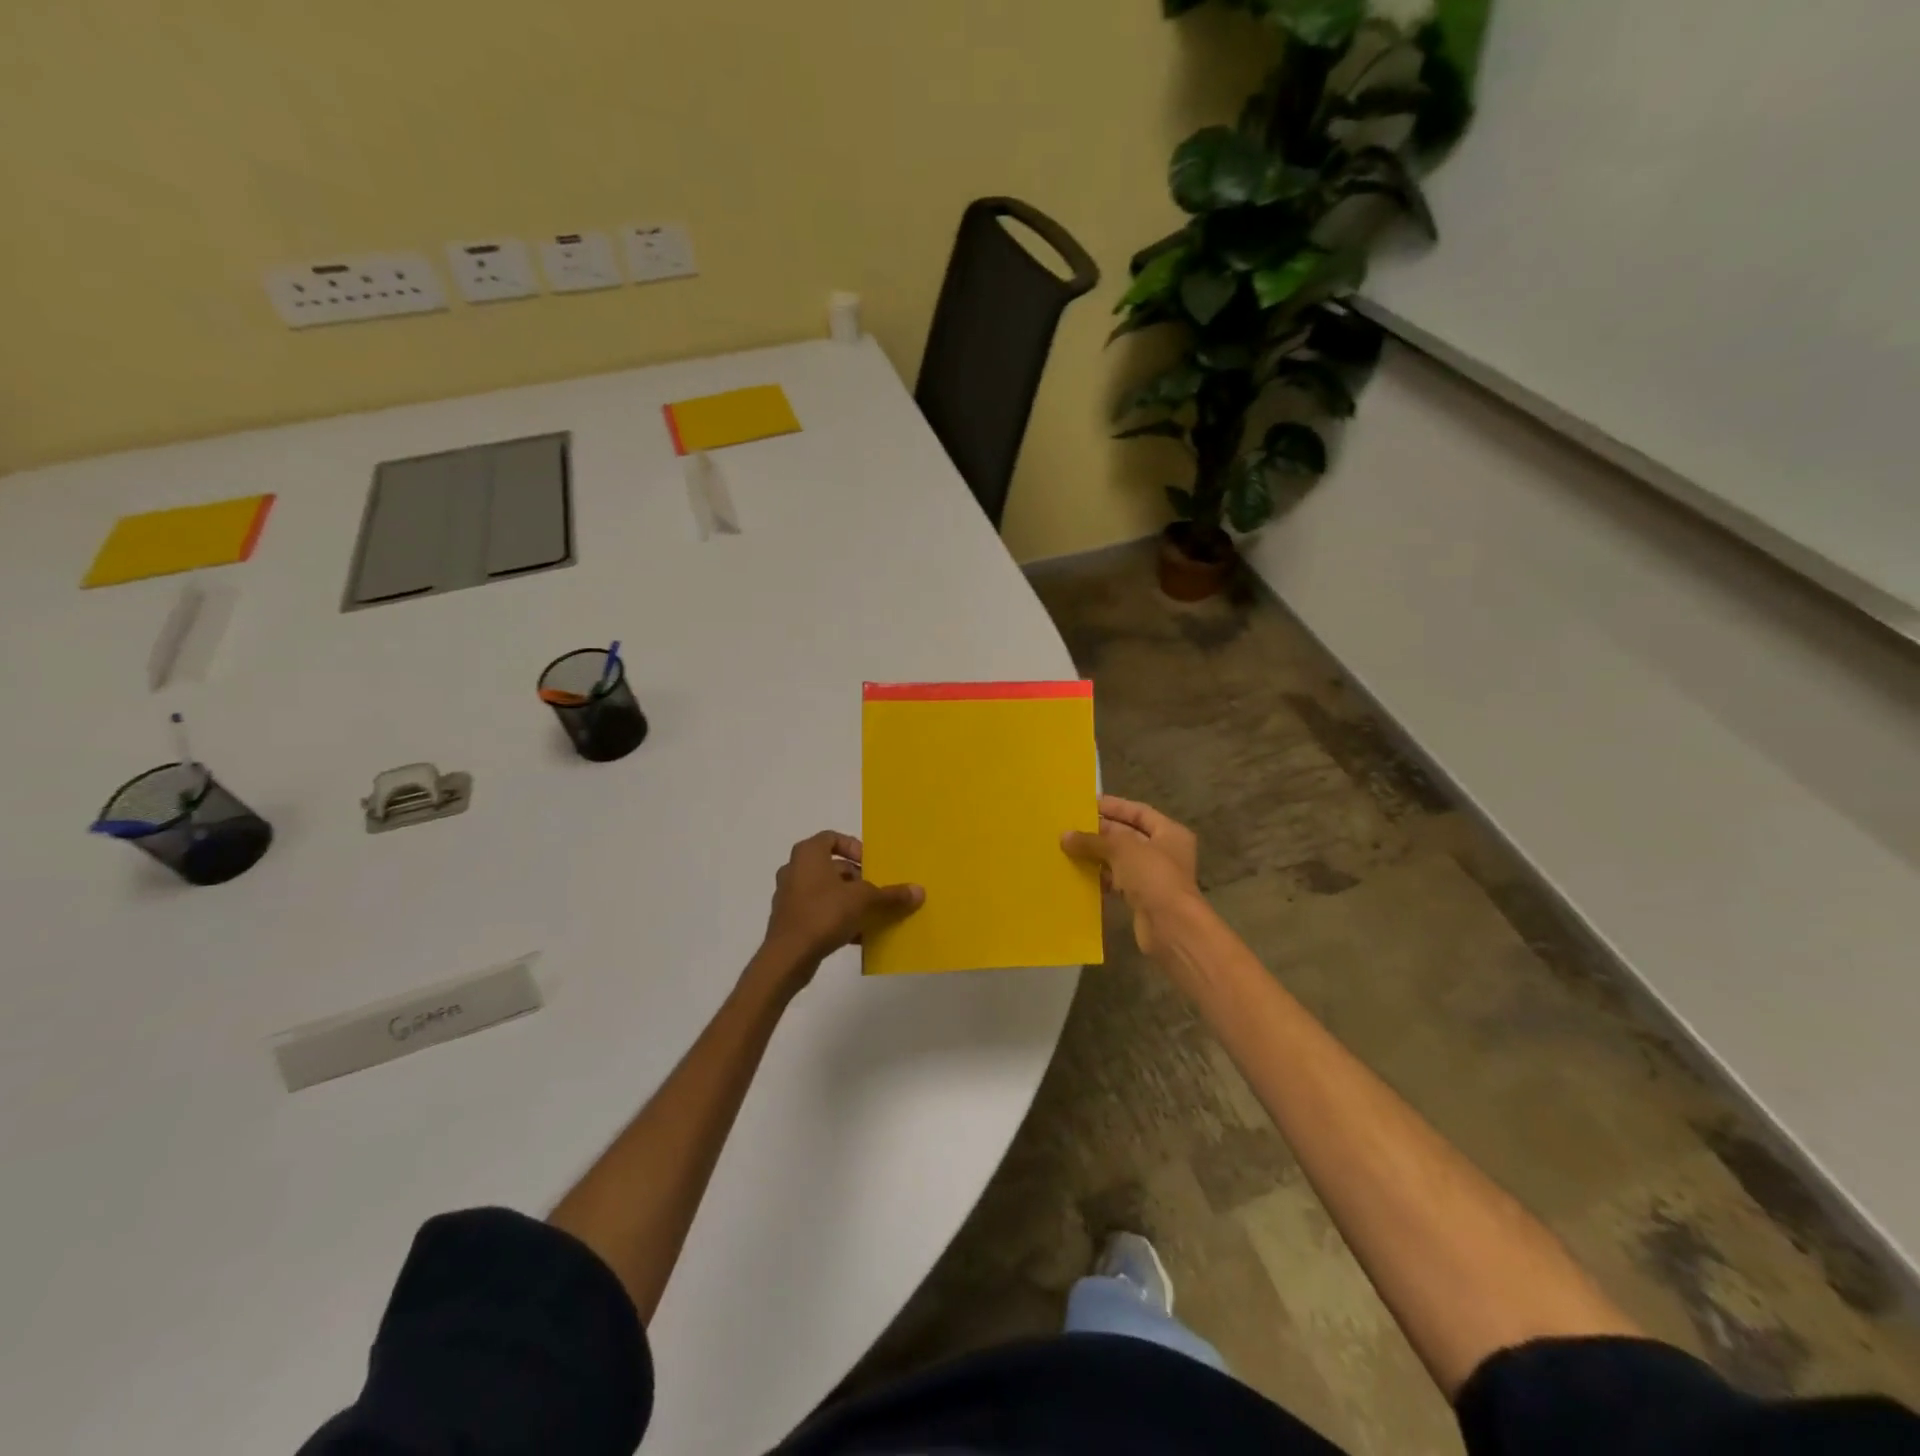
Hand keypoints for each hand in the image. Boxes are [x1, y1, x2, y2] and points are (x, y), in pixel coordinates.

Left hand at [754, 832, 923, 992]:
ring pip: (826, 891)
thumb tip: (919, 891)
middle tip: (875, 892)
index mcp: (808, 854)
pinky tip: (857, 935)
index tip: (870, 865)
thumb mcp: (864, 901)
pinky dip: (837, 918)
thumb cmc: (824, 914)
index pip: (832, 838)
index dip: (853, 847)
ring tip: (871, 914)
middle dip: (857, 879)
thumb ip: (891, 895)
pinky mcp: (789, 921)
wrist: (788, 957)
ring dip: (848, 900)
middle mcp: (795, 869)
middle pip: (832, 866)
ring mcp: (789, 896)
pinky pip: (818, 912)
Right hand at [1061, 796, 1203, 956]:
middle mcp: (1165, 852)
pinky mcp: (1143, 898)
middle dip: (1101, 832)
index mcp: (1170, 832)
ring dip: (1098, 855)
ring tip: (1069, 849)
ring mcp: (1154, 877)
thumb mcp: (1121, 849)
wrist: (1171, 927)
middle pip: (1128, 835)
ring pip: (1121, 860)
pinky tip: (1079, 874)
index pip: (1138, 812)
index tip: (1086, 804)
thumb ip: (1093, 840)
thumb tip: (1065, 836)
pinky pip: (1118, 881)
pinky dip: (1101, 877)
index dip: (1114, 806)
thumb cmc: (1153, 876)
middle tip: (1071, 827)